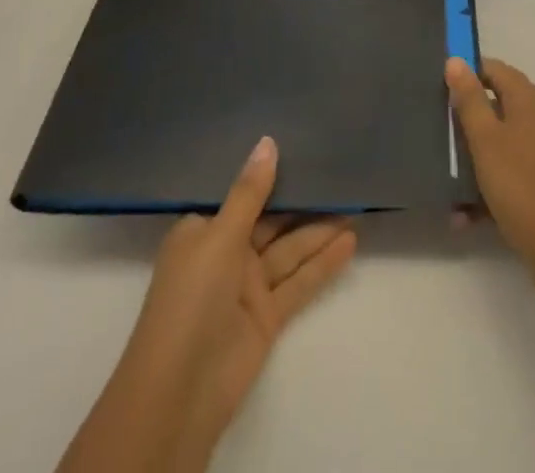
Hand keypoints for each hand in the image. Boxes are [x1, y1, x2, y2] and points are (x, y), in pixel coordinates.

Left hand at [59, 138, 356, 472]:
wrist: (179, 393)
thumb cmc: (190, 299)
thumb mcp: (219, 236)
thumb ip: (250, 192)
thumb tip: (268, 142)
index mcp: (204, 231)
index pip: (240, 193)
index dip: (268, 172)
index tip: (300, 142)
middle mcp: (226, 253)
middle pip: (271, 220)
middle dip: (302, 199)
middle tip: (339, 170)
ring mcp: (247, 286)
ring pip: (290, 249)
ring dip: (320, 229)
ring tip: (355, 201)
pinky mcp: (267, 316)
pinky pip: (299, 281)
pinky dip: (323, 264)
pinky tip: (350, 242)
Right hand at [446, 56, 534, 277]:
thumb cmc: (519, 184)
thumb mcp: (485, 138)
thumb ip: (469, 99)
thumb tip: (456, 61)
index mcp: (529, 99)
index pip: (494, 69)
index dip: (467, 74)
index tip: (439, 91)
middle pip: (497, 104)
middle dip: (467, 119)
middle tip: (438, 132)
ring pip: (501, 141)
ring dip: (474, 158)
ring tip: (447, 177)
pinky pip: (510, 170)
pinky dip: (489, 183)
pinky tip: (465, 214)